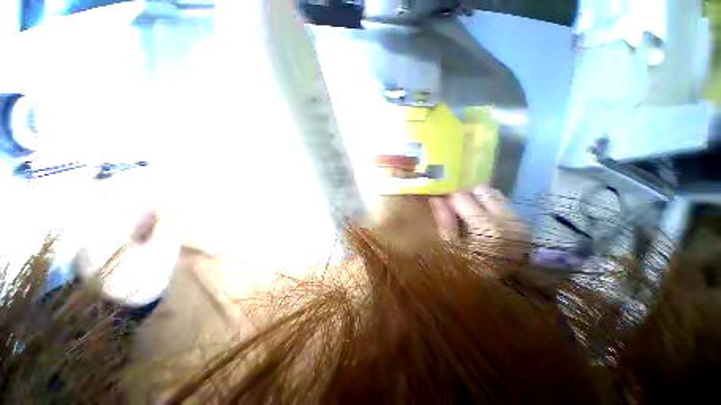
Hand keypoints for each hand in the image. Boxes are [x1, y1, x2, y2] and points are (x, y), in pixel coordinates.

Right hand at [429, 186, 528, 259]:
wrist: (504, 287)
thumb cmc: (471, 269)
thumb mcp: (451, 248)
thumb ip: (444, 220)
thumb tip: (435, 198)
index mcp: (487, 226)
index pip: (462, 196)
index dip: (448, 196)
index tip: (440, 199)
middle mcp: (506, 217)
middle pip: (480, 190)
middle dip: (464, 195)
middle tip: (454, 207)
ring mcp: (517, 218)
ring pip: (492, 193)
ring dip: (477, 199)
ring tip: (467, 212)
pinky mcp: (522, 221)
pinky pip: (502, 202)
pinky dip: (488, 204)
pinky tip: (481, 216)